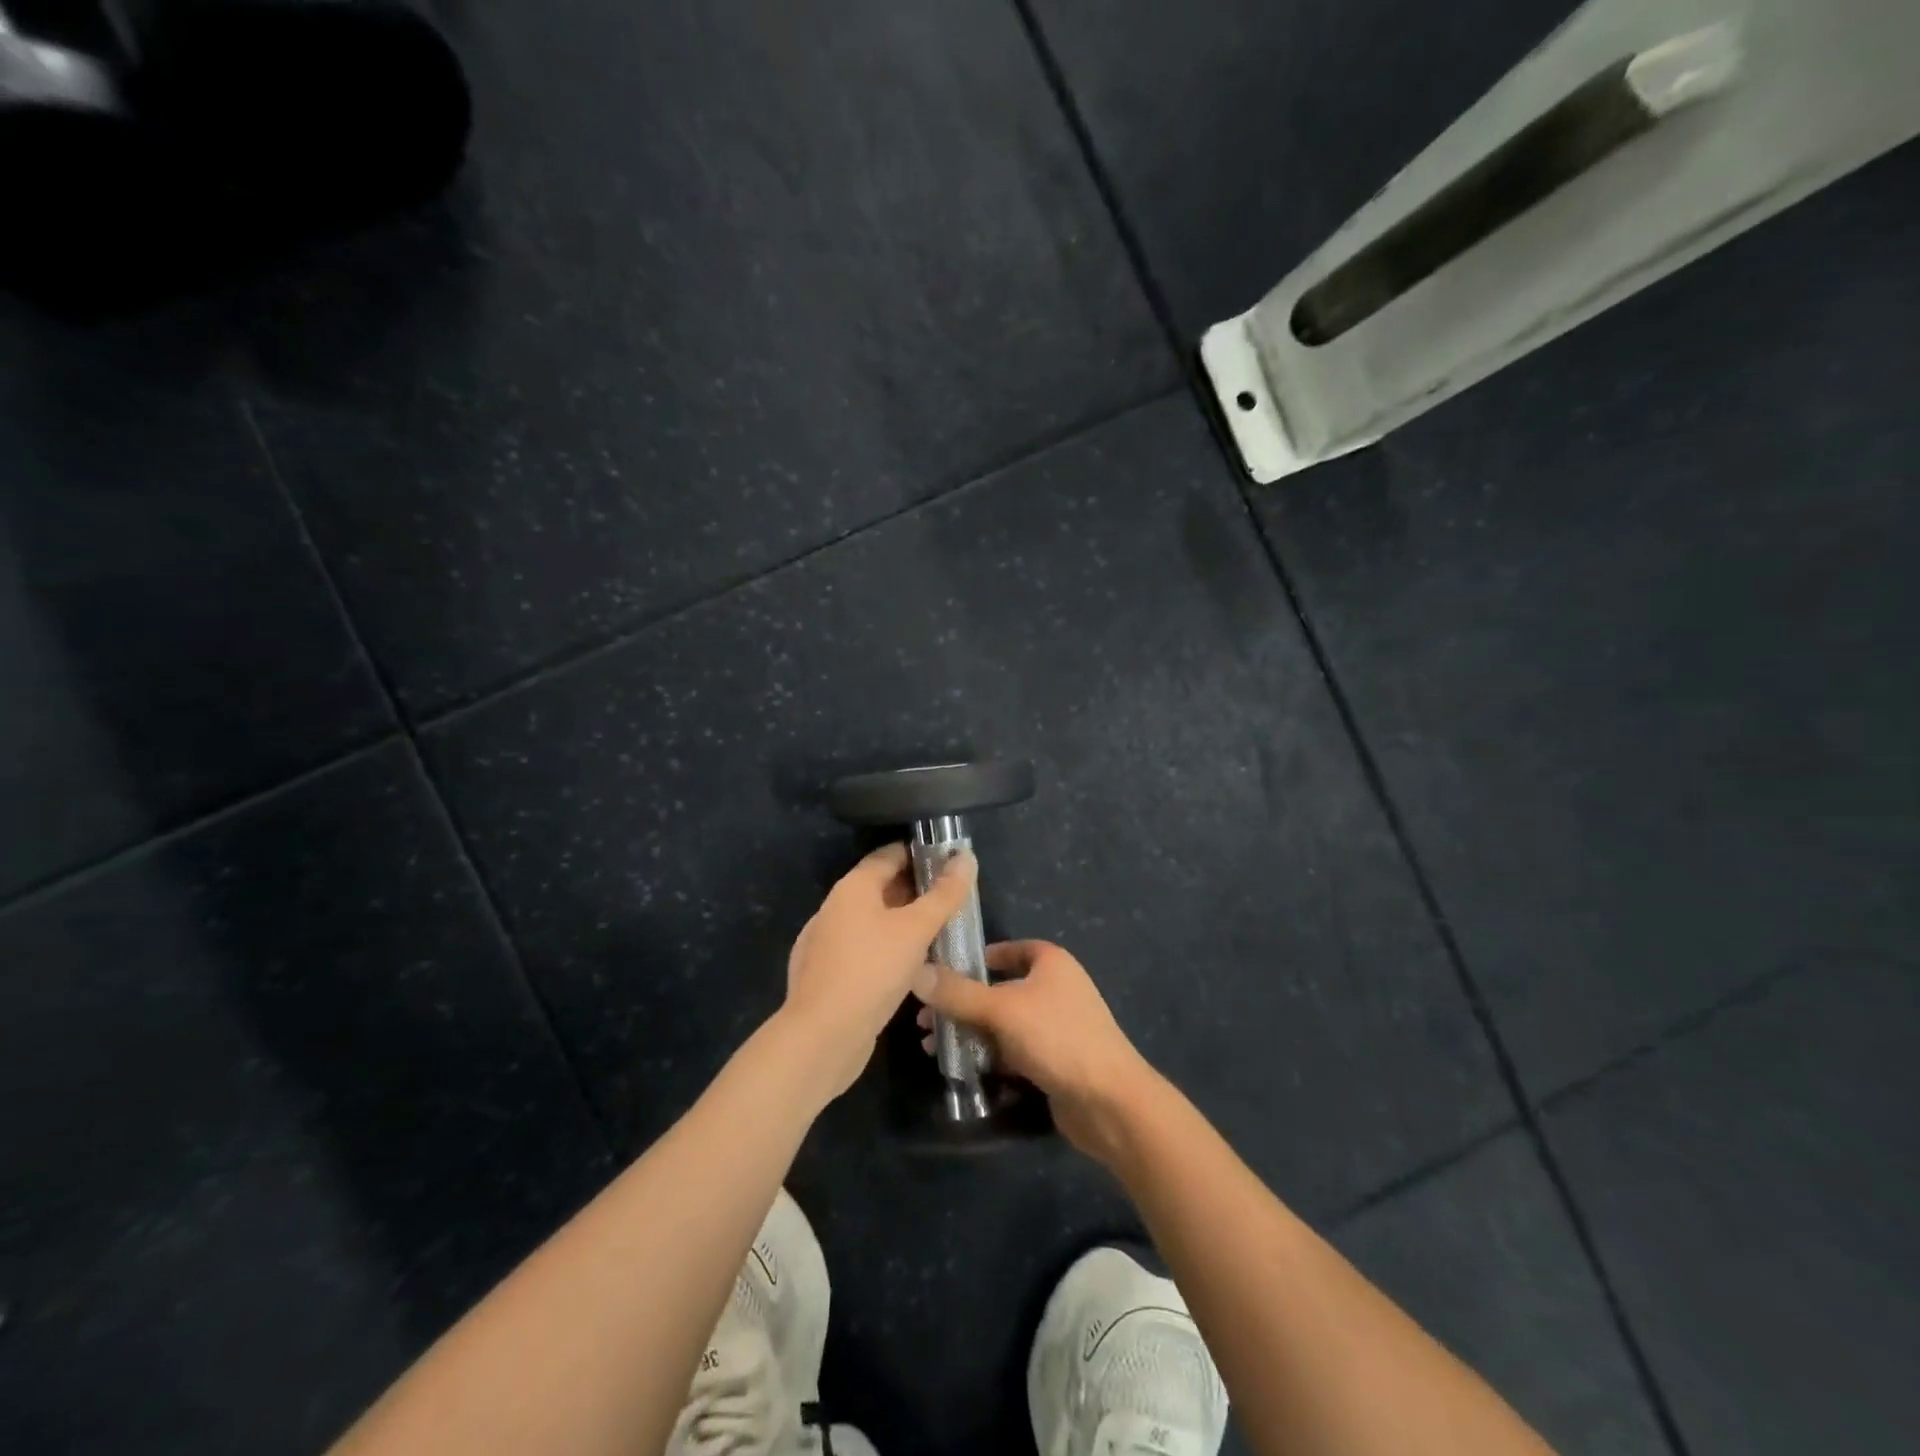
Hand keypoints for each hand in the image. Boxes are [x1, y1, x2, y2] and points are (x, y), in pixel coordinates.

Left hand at [783, 842, 976, 1098]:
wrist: (822, 1037)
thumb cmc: (872, 971)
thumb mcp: (917, 929)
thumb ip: (944, 894)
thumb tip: (966, 856)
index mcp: (852, 887)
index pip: (889, 855)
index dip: (921, 854)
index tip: (951, 863)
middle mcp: (835, 907)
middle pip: (881, 887)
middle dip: (916, 890)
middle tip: (953, 899)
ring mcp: (828, 942)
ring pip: (873, 920)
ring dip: (904, 922)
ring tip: (939, 932)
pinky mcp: (829, 973)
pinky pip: (864, 948)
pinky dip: (888, 947)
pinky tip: (910, 966)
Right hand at [914, 940, 1158, 1164]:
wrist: (1109, 1101)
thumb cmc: (1057, 1038)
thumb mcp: (1001, 1010)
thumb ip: (957, 993)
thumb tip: (916, 973)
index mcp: (1050, 962)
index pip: (1007, 950)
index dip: (974, 958)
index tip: (940, 973)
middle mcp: (1054, 988)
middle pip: (998, 988)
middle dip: (961, 1003)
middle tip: (924, 1020)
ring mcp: (1055, 1026)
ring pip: (1002, 1022)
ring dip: (969, 1032)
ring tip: (931, 1047)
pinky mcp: (1053, 1060)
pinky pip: (1012, 1050)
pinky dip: (987, 1055)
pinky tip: (958, 1068)